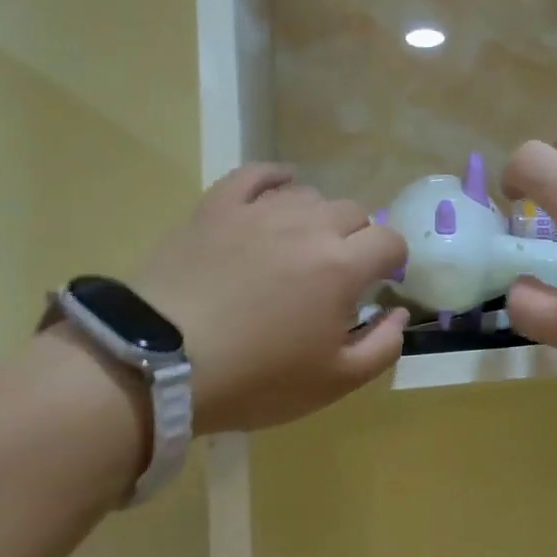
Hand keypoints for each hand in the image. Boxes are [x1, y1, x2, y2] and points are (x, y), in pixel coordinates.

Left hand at [133, 165, 408, 431]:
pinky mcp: (216, 208)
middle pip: (354, 212)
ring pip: (309, 195)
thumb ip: (383, 346)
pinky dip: (276, 178)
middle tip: (342, 273)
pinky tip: (281, 190)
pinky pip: (256, 174)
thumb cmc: (256, 378)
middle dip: (360, 239)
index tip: (381, 283)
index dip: (393, 260)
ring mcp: (259, 211)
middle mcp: (308, 226)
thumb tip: (399, 313)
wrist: (157, 365)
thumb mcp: (335, 381)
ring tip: (305, 245)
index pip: (389, 241)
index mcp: (343, 266)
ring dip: (320, 217)